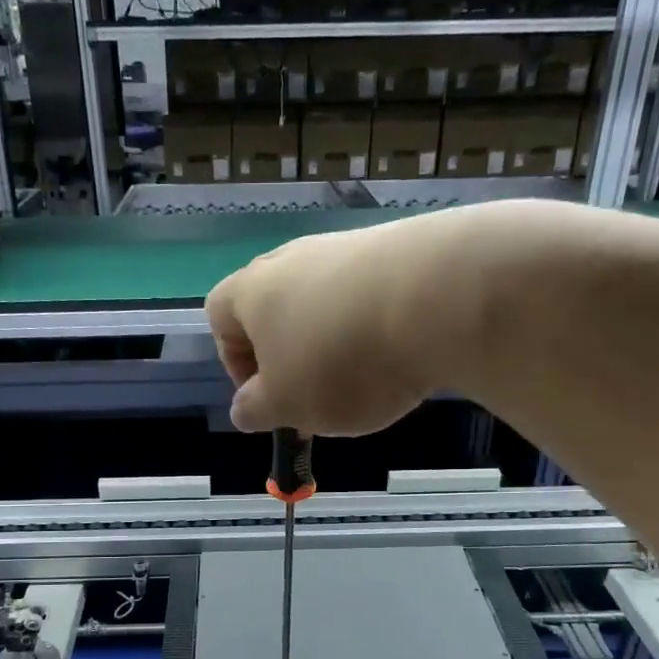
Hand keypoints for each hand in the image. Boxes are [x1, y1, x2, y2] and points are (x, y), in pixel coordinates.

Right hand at [204, 220, 442, 435]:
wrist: (439, 298)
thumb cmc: (341, 361)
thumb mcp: (287, 406)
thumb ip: (256, 410)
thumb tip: (245, 408)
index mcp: (252, 290)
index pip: (219, 316)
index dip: (234, 362)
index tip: (267, 396)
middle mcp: (293, 258)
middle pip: (275, 307)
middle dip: (290, 355)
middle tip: (316, 394)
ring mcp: (347, 247)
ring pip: (326, 302)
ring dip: (336, 341)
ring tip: (368, 378)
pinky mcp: (398, 247)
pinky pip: (371, 293)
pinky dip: (377, 325)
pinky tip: (403, 351)